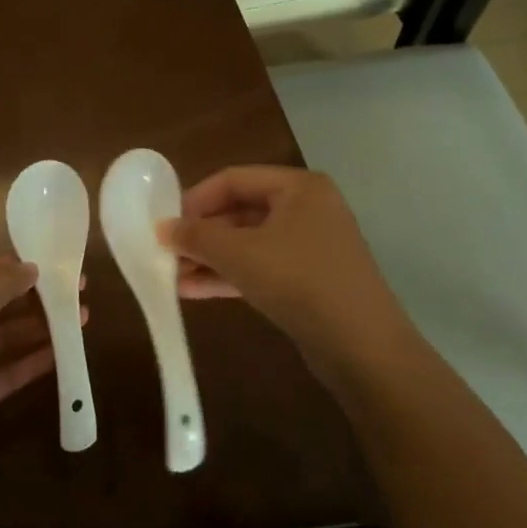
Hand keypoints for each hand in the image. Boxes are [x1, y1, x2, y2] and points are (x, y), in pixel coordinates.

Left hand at [0, 256, 63, 487]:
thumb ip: (1, 284)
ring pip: (4, 338)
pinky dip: (31, 363)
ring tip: (82, 322)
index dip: (24, 268)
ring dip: (40, 329)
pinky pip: (4, 371)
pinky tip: (62, 356)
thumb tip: (31, 268)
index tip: (63, 268)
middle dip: (36, 299)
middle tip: (80, 295)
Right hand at [159, 165, 410, 384]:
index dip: (195, 200)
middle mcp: (307, 208)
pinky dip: (229, 275)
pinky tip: (193, 291)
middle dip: (201, 234)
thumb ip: (197, 236)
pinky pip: (260, 267)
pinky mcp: (308, 279)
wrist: (363, 348)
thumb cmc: (300, 282)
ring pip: (248, 242)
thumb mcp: (240, 254)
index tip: (165, 225)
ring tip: (172, 276)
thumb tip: (162, 227)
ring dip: (210, 258)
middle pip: (240, 210)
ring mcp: (310, 245)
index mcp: (298, 187)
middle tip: (166, 253)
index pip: (233, 179)